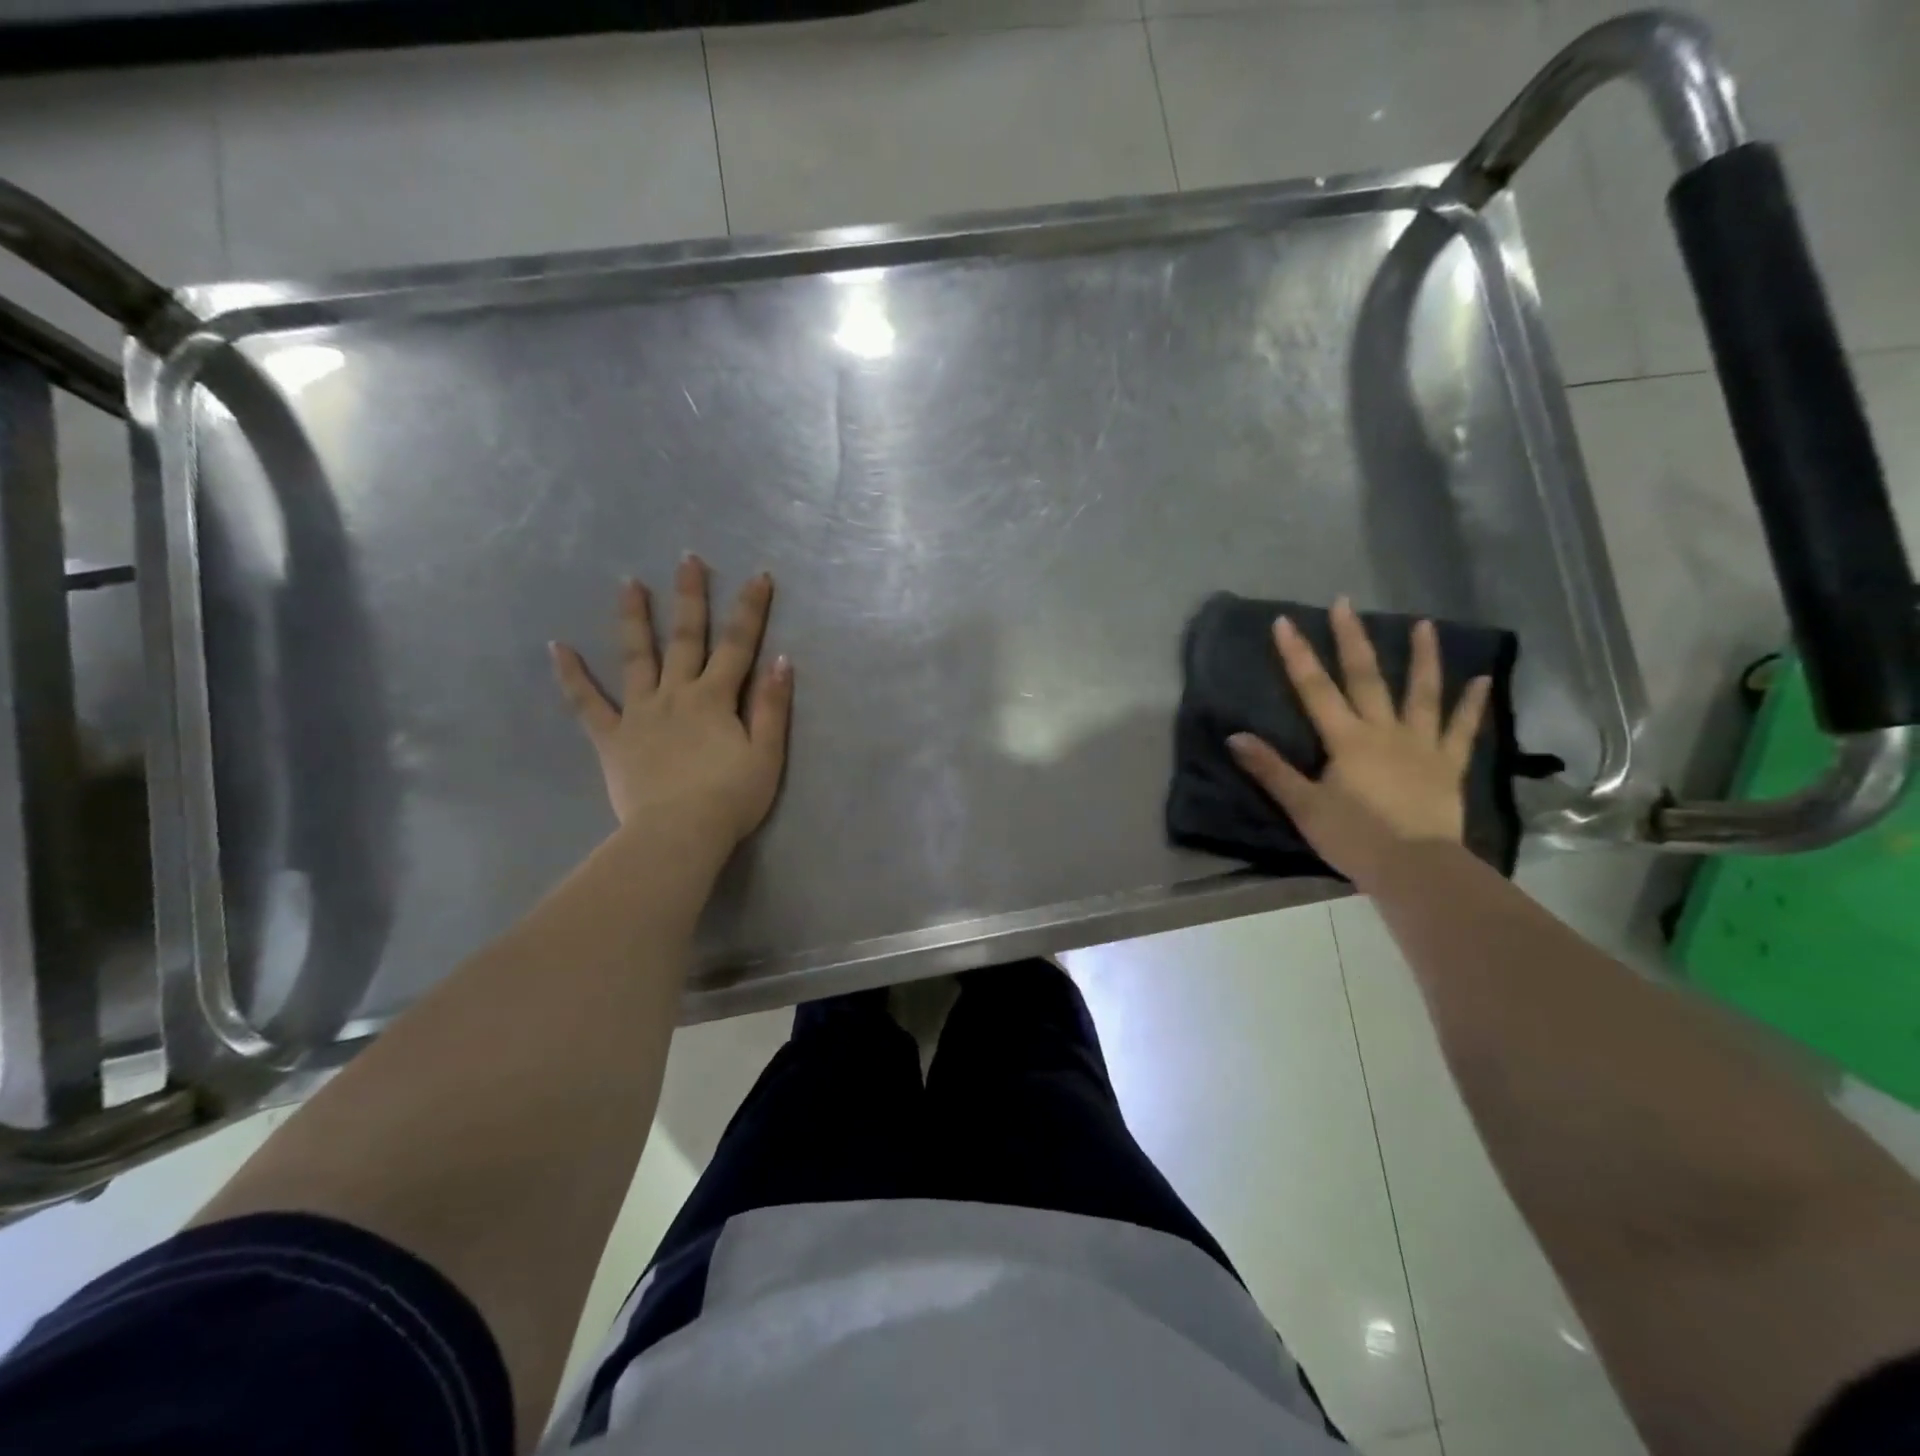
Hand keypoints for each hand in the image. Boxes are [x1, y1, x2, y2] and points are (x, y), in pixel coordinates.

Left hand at [549, 554, 792, 847]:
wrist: (679, 834)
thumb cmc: (730, 798)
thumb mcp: (766, 755)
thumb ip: (772, 707)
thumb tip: (781, 660)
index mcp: (715, 698)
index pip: (738, 645)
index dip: (750, 610)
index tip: (759, 576)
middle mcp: (676, 694)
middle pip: (686, 638)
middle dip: (690, 598)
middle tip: (688, 560)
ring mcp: (639, 713)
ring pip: (636, 657)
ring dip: (634, 619)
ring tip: (628, 583)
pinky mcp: (611, 738)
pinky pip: (587, 703)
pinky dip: (572, 675)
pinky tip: (558, 647)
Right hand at [1228, 597, 1489, 886]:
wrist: (1415, 869)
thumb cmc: (1354, 838)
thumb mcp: (1303, 806)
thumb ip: (1271, 770)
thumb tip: (1235, 737)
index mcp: (1346, 739)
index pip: (1315, 688)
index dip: (1298, 654)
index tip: (1286, 621)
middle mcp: (1384, 730)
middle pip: (1366, 678)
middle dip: (1352, 638)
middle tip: (1346, 602)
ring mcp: (1421, 744)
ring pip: (1421, 693)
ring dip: (1422, 657)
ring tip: (1424, 624)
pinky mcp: (1447, 764)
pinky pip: (1461, 729)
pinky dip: (1470, 704)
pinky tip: (1480, 679)